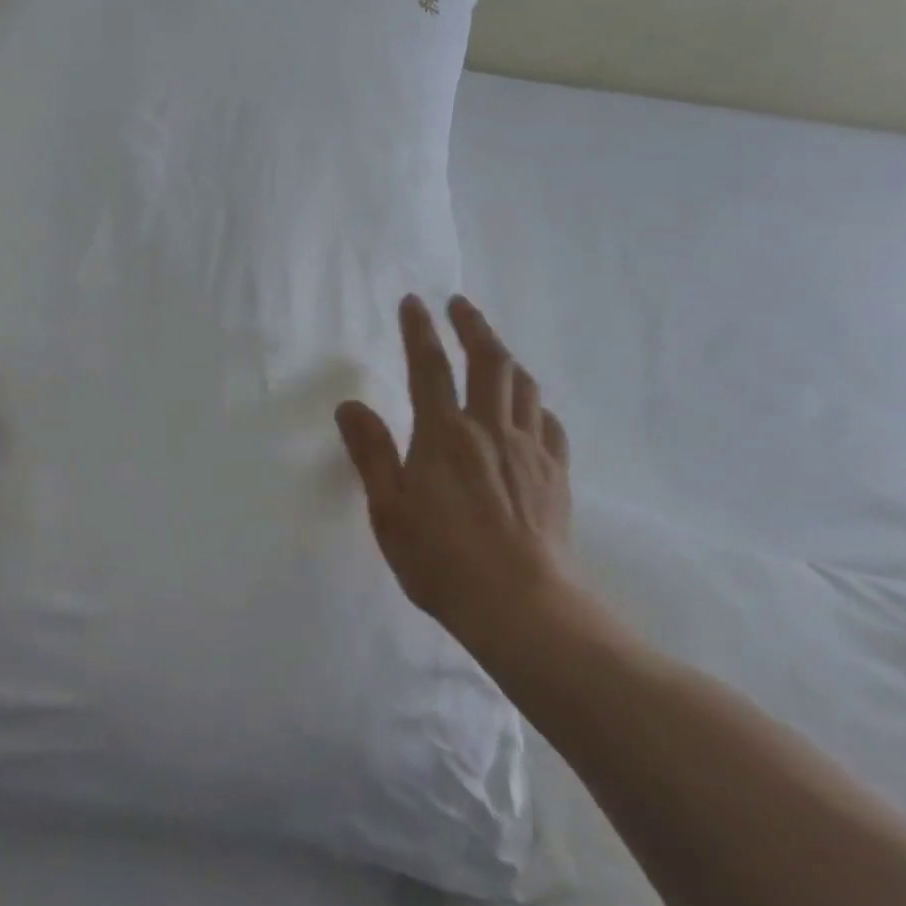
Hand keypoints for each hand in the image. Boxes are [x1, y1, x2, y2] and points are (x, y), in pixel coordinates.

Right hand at [335, 295, 574, 653]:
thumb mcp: (389, 510)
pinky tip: (529, 409)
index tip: (414, 301)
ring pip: (523, 385)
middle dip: (473, 325)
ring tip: (493, 347)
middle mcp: (489, 428)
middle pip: (487, 361)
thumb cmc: (441, 559)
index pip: (429, 367)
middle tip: (460, 305)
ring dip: (506, 356)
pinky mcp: (555, 473)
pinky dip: (535, 404)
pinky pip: (548, 423)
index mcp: (444, 433)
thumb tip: (350, 405)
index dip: (420, 330)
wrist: (520, 604)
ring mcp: (529, 449)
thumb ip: (371, 453)